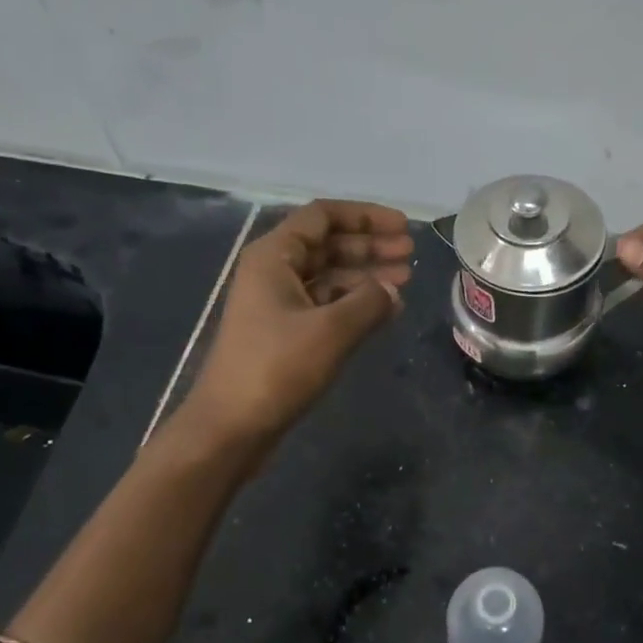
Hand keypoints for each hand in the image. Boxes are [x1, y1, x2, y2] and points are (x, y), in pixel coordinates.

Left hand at [170, 200, 413, 451]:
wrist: (232, 426)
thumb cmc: (277, 369)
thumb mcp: (331, 330)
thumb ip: (369, 302)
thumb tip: (392, 290)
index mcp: (274, 257)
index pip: (323, 216)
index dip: (366, 216)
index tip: (403, 227)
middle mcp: (274, 272)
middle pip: (328, 245)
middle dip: (370, 245)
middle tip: (411, 255)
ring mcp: (278, 304)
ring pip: (329, 276)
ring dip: (366, 275)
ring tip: (405, 281)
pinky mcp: (285, 333)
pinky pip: (326, 305)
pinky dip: (355, 304)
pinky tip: (384, 312)